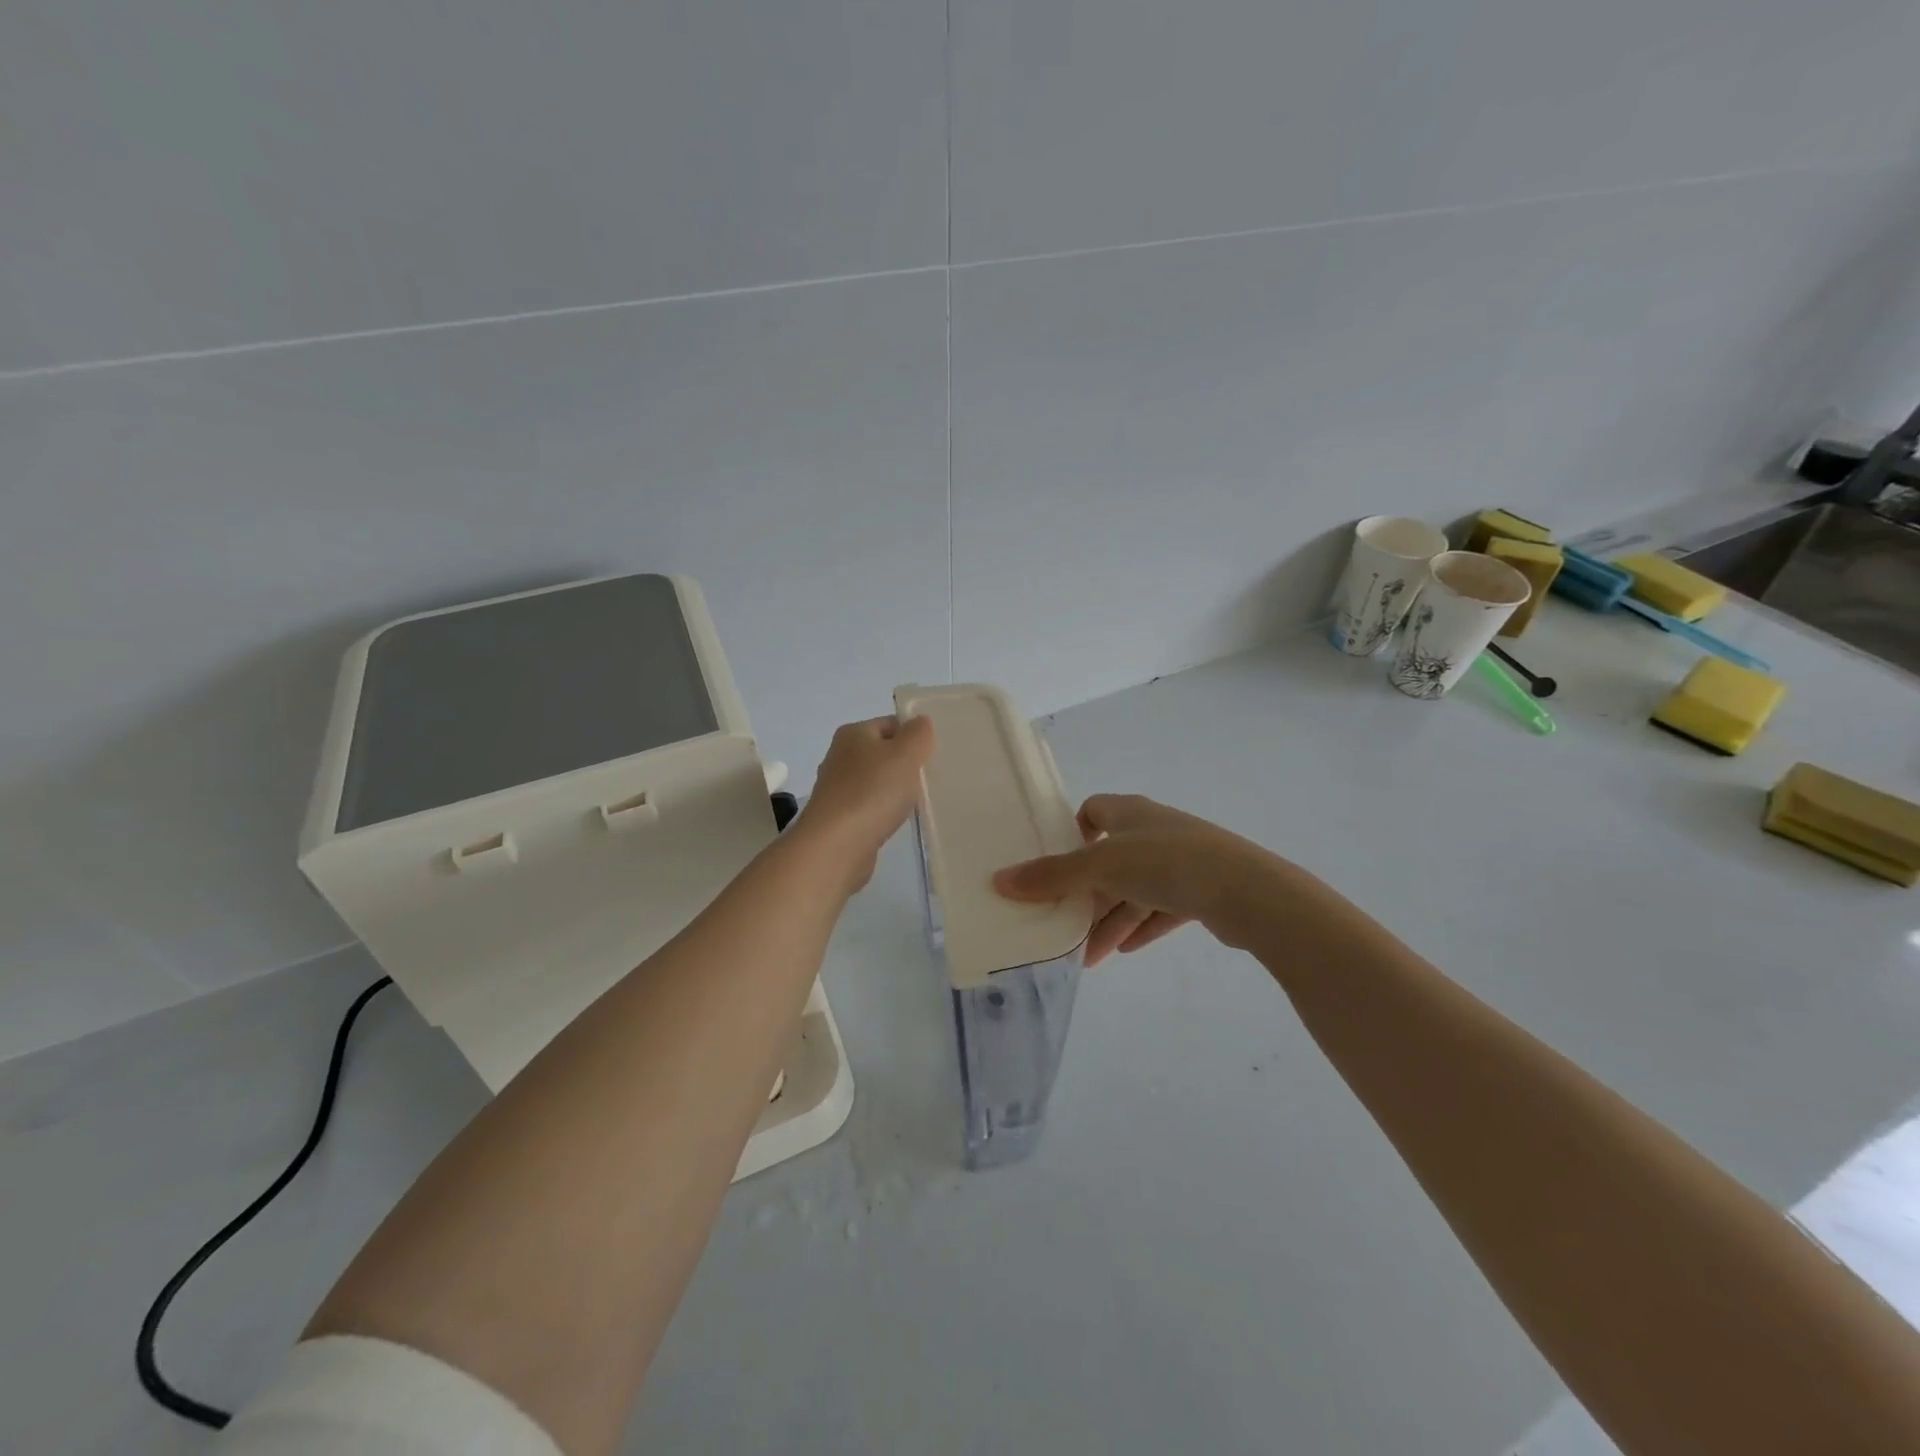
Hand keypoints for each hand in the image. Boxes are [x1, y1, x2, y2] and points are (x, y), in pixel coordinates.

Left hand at [793, 715, 934, 894]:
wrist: (835, 846)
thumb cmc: (872, 792)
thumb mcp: (905, 754)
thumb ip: (918, 734)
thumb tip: (920, 722)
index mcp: (853, 734)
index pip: (891, 724)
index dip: (914, 736)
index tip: (932, 756)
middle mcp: (840, 756)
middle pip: (883, 753)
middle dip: (906, 765)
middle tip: (929, 779)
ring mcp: (837, 789)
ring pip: (876, 781)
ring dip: (895, 790)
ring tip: (915, 803)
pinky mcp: (838, 818)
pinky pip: (869, 807)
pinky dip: (883, 812)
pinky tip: (894, 822)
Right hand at [993, 794, 1271, 965]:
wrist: (1247, 892)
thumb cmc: (1168, 864)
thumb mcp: (1102, 867)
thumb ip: (1052, 876)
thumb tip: (1000, 880)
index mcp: (1131, 814)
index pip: (1094, 811)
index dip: (1073, 835)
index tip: (1057, 866)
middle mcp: (1155, 831)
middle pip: (1111, 861)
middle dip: (1088, 896)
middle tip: (1065, 926)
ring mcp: (1183, 861)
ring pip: (1136, 890)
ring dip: (1112, 921)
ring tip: (1090, 958)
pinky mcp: (1203, 891)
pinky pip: (1162, 908)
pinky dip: (1141, 927)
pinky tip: (1124, 952)